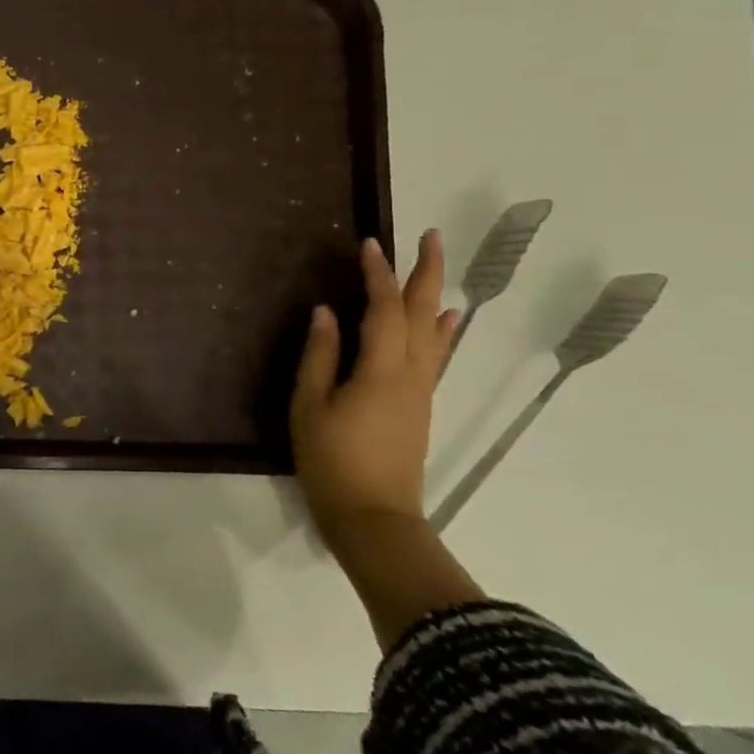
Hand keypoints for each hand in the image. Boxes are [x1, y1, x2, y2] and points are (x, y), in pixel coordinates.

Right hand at [290, 232, 457, 540]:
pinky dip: (441, 331)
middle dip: (425, 273)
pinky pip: (436, 356)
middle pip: (422, 315)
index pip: (383, 309)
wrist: (373, 516)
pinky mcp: (419, 407)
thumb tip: (326, 312)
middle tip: (428, 237)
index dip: (377, 275)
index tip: (370, 244)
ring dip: (434, 296)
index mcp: (381, 370)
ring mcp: (420, 391)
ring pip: (435, 334)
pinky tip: (444, 322)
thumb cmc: (331, 460)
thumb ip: (320, 356)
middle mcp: (411, 374)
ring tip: (434, 269)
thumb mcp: (310, 406)